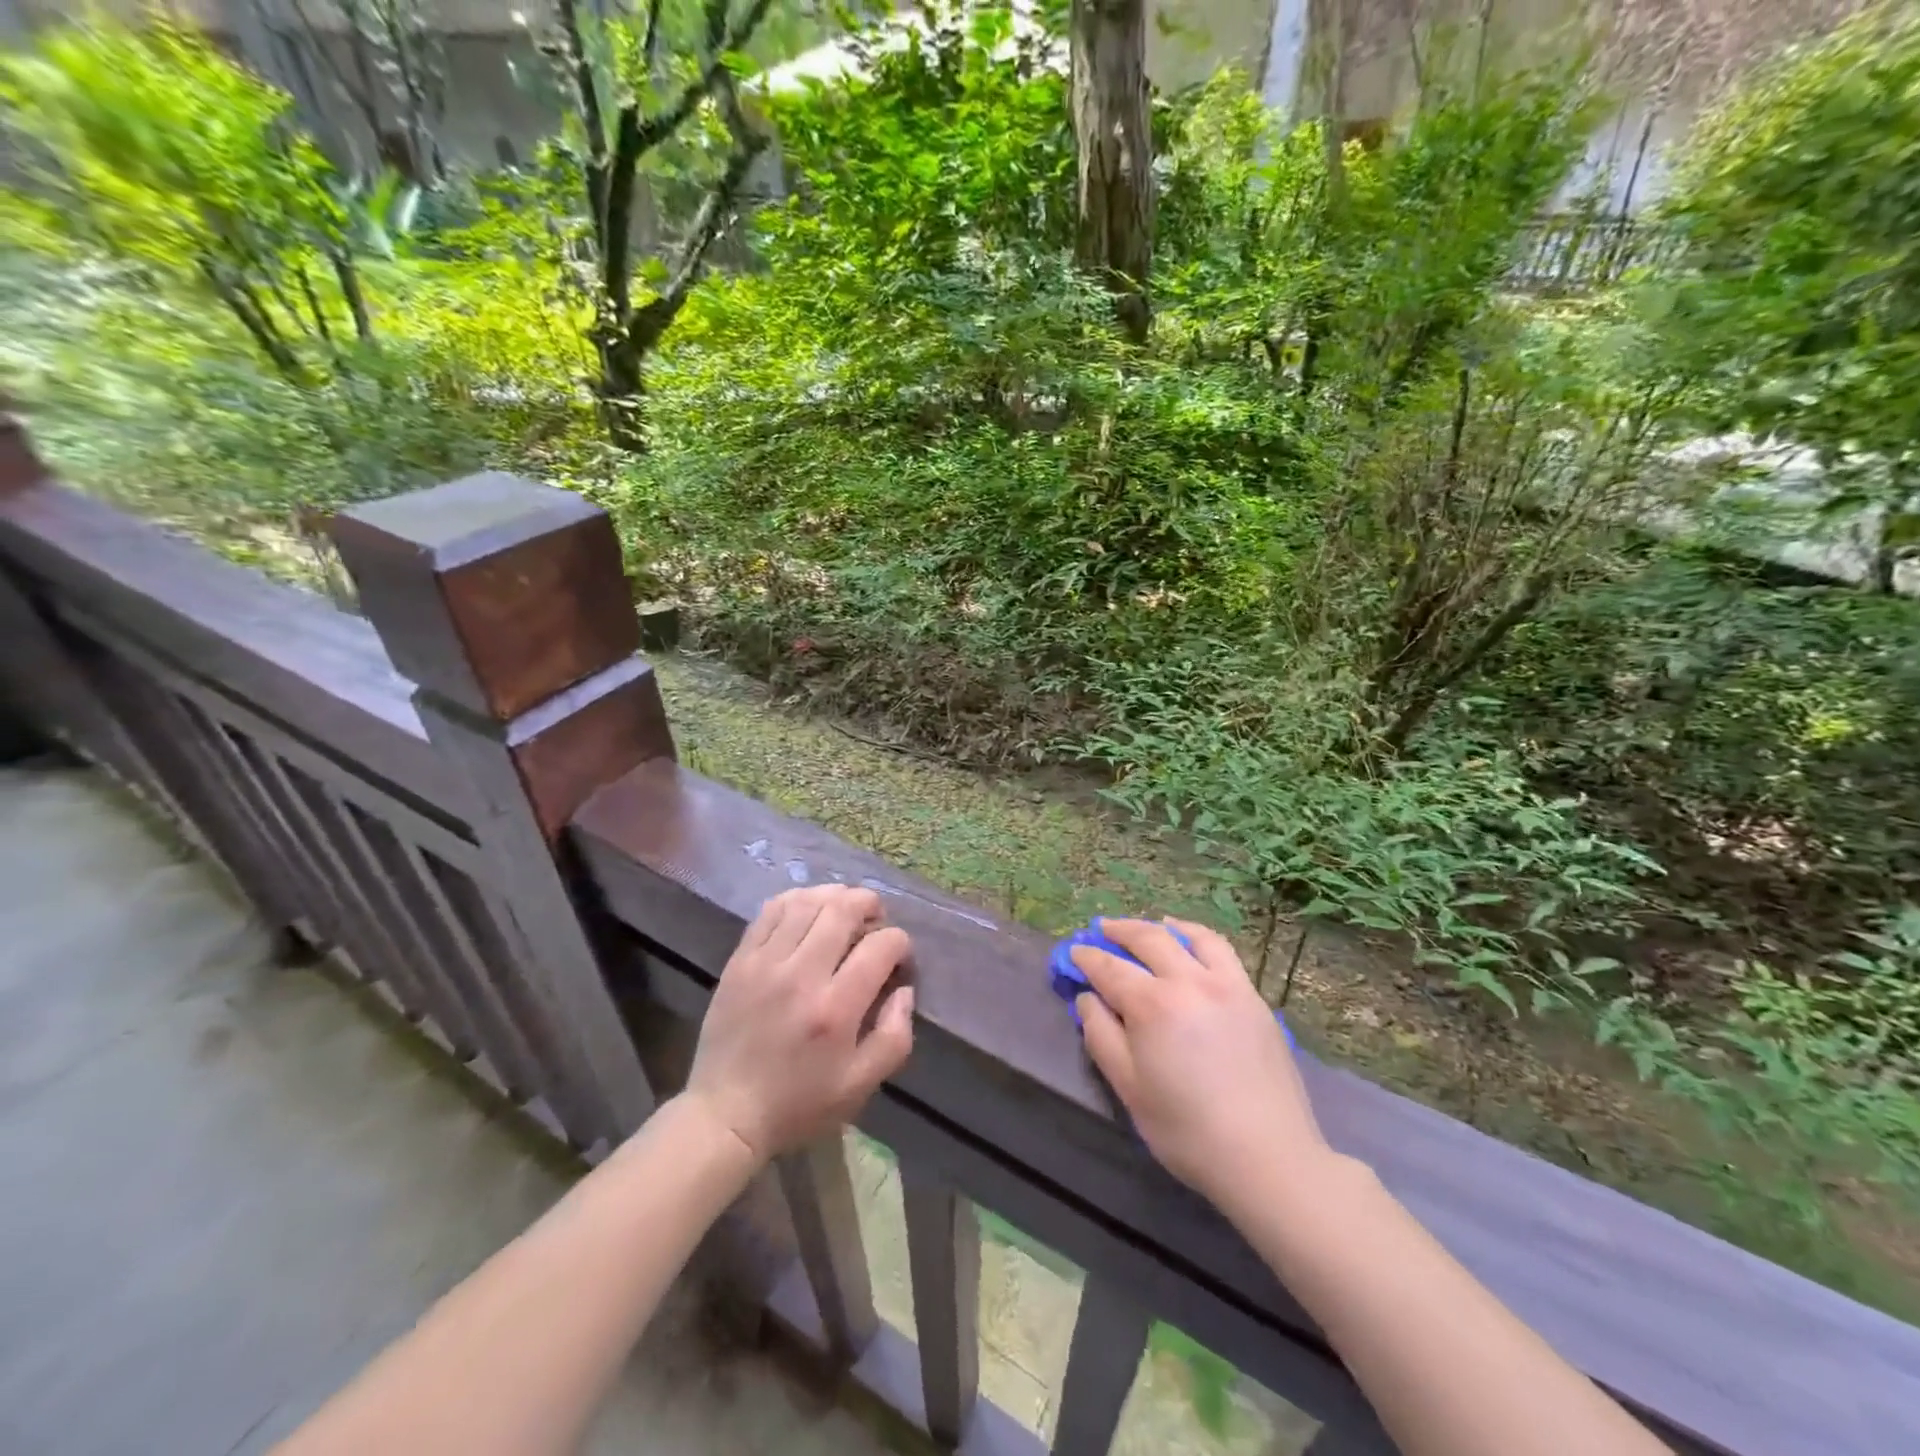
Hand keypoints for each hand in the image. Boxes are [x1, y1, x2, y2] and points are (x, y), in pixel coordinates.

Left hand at [684, 885, 914, 1163]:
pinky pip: (771, 910)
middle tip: (876, 918)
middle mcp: (801, 974)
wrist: (726, 1114)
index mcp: (836, 1008)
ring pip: (806, 901)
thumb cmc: (799, 1104)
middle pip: (842, 909)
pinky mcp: (740, 960)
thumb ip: (894, 1036)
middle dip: (869, 904)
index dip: (900, 943)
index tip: (899, 958)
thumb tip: (904, 990)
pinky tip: (808, 910)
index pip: (880, 946)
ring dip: (834, 896)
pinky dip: (796, 900)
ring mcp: (765, 962)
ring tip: (845, 909)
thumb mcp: (860, 1085)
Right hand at [1072, 917, 1329, 1208]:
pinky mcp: (1253, 998)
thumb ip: (1101, 1035)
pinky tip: (1192, 945)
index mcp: (1153, 1005)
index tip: (1073, 953)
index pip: (1109, 968)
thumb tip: (1087, 998)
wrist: (1268, 1156)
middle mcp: (1189, 981)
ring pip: (1191, 936)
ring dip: (1162, 927)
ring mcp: (1227, 985)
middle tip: (1101, 929)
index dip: (1087, 958)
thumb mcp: (1129, 1088)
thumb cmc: (1187, 1129)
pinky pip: (1222, 952)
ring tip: (1149, 927)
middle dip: (1119, 930)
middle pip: (1148, 939)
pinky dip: (1199, 938)